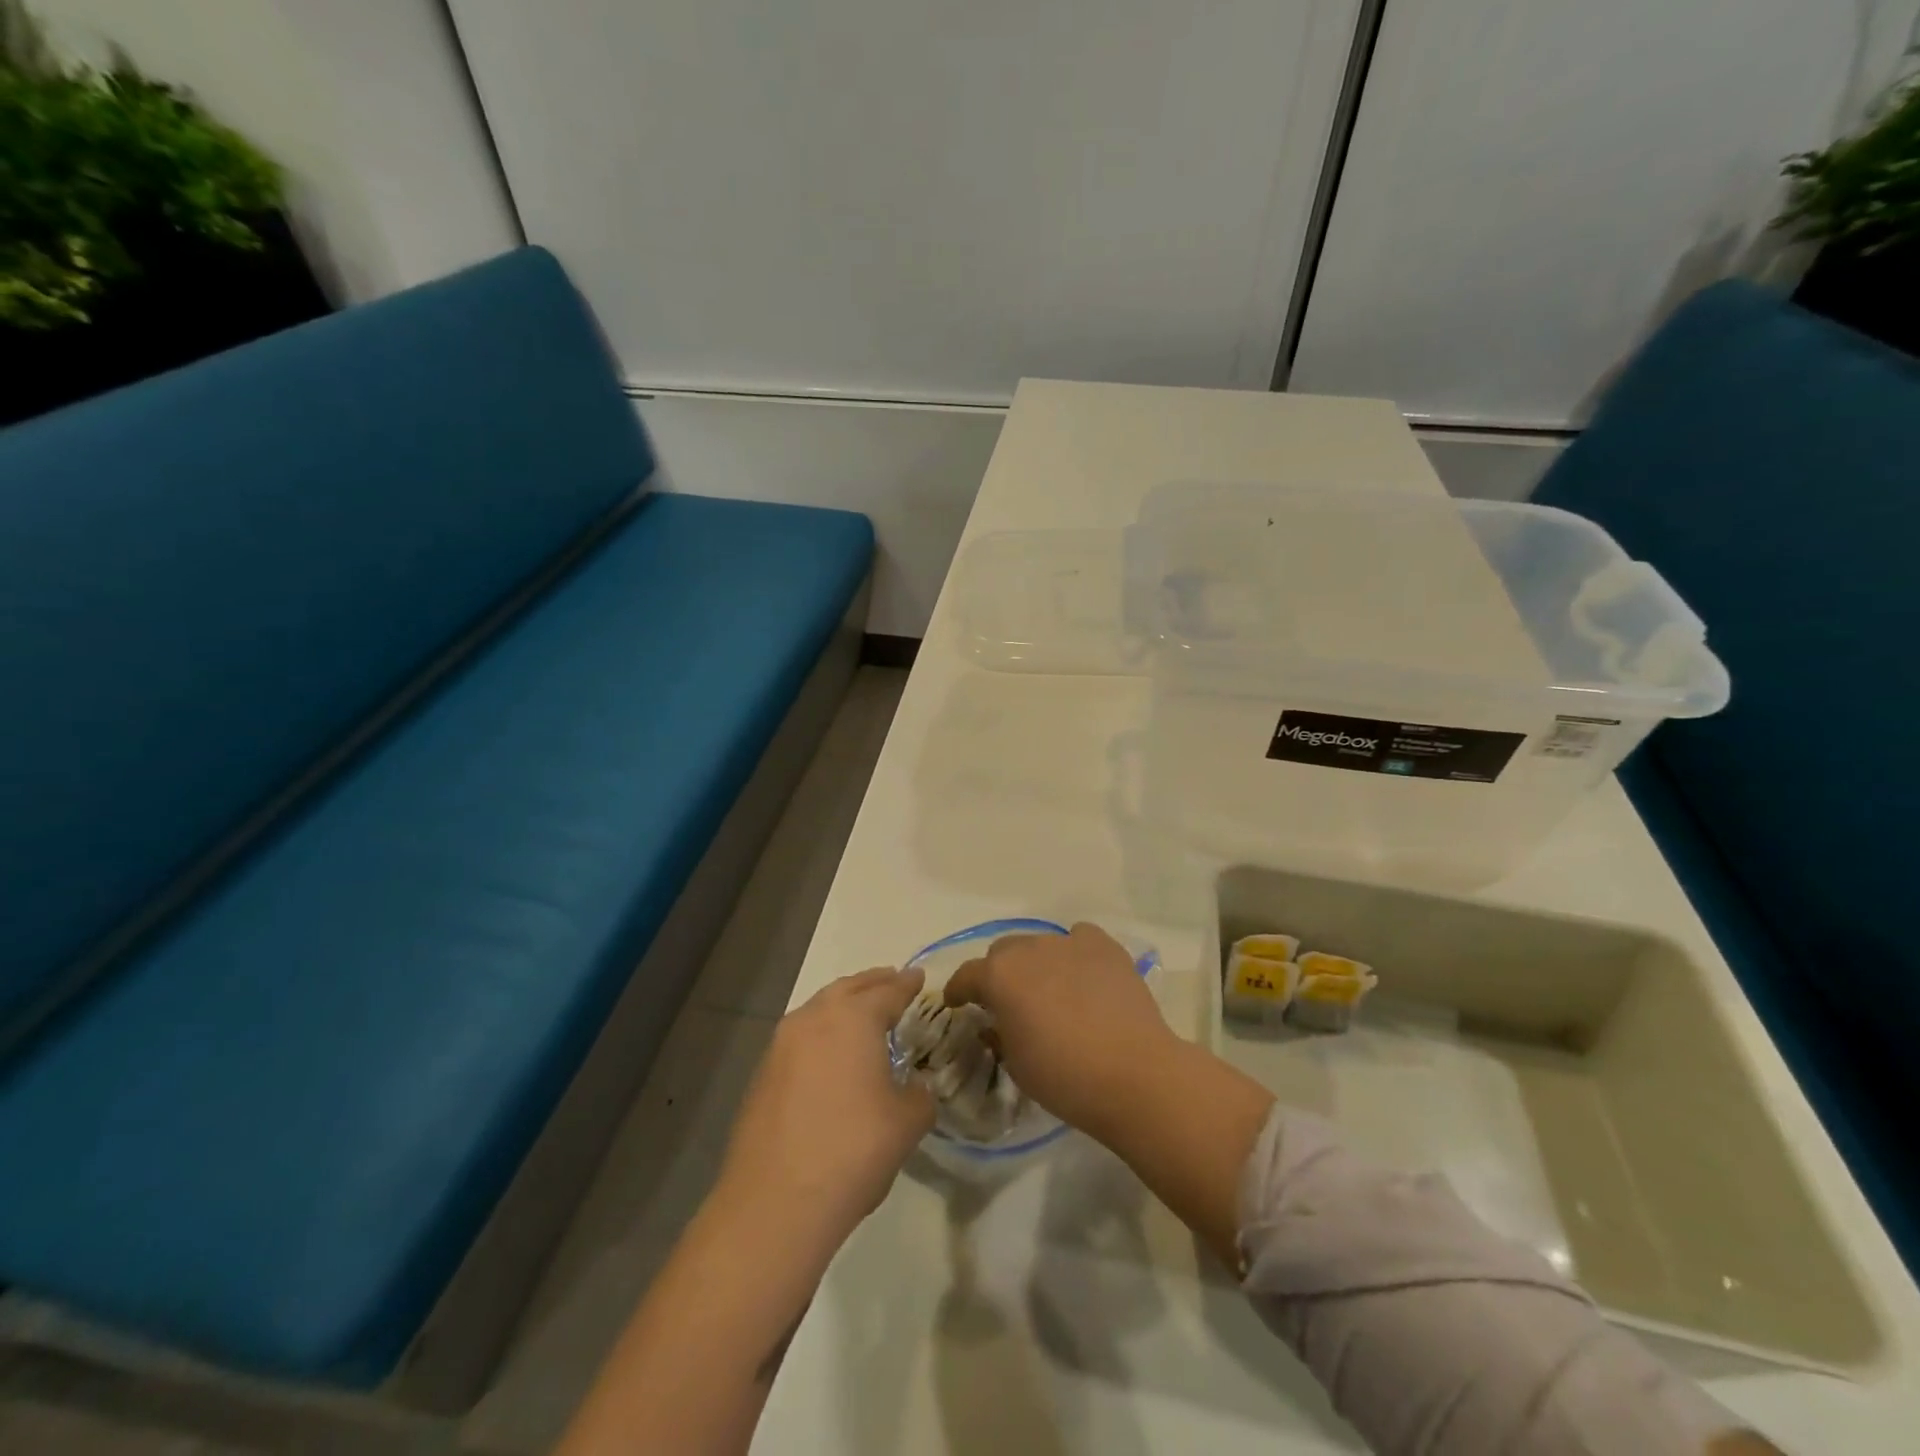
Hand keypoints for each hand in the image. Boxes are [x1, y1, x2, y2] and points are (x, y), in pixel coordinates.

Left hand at [716, 967, 934, 1247]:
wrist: (775, 1202)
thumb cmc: (853, 1149)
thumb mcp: (907, 1123)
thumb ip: (919, 1096)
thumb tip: (915, 1090)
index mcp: (854, 1018)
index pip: (888, 991)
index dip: (907, 984)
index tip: (918, 977)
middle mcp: (814, 1019)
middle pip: (848, 989)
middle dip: (873, 983)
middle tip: (892, 980)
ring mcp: (781, 1046)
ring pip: (818, 1010)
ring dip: (842, 1006)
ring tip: (862, 1014)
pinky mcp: (762, 1075)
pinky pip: (800, 1039)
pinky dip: (821, 1035)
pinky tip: (830, 1056)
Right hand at [944, 922, 1180, 1142]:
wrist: (1133, 1074)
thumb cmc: (1064, 1077)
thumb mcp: (1016, 1064)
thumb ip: (998, 1034)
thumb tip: (997, 1021)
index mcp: (999, 976)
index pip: (967, 976)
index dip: (958, 991)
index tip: (958, 1003)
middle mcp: (1029, 948)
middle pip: (1003, 953)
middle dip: (999, 974)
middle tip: (1009, 1002)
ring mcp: (1069, 942)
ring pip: (1040, 944)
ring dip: (1037, 964)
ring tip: (1051, 991)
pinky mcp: (1104, 946)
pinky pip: (1079, 939)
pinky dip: (1074, 953)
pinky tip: (1083, 975)